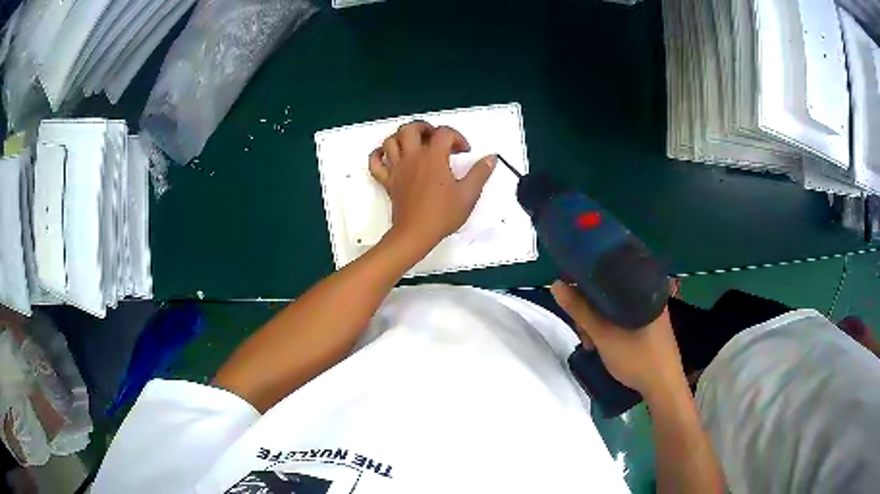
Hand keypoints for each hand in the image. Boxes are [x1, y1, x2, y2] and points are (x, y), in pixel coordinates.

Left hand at [369, 121, 495, 253]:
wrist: (416, 233)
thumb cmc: (443, 214)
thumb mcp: (468, 194)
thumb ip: (480, 173)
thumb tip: (491, 158)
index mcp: (434, 157)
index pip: (444, 133)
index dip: (457, 137)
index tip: (464, 151)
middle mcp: (413, 157)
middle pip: (411, 129)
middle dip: (424, 128)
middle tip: (435, 138)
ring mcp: (396, 168)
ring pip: (390, 140)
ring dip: (402, 137)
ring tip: (414, 144)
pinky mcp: (386, 180)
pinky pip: (375, 162)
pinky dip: (378, 155)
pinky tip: (388, 156)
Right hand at [550, 281, 686, 398]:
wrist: (664, 387)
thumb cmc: (637, 358)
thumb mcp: (604, 335)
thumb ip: (580, 310)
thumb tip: (556, 284)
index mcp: (643, 288)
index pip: (608, 273)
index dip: (586, 286)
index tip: (574, 305)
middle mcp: (649, 294)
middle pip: (610, 293)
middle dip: (591, 313)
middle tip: (586, 336)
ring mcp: (651, 311)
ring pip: (616, 308)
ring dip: (599, 324)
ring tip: (594, 345)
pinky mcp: (651, 325)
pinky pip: (625, 318)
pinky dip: (611, 328)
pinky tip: (606, 345)